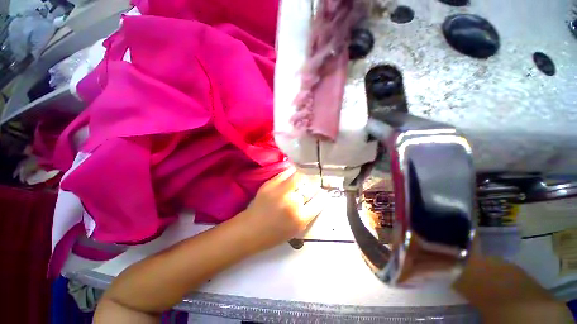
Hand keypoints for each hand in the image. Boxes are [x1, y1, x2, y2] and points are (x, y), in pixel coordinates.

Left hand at [239, 168, 326, 251]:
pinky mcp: (270, 184)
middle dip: (313, 185)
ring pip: (299, 176)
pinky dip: (291, 172)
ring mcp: (280, 191)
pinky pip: (286, 173)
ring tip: (302, 178)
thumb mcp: (296, 230)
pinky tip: (292, 174)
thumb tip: (317, 199)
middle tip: (311, 186)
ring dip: (303, 176)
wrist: (250, 229)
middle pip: (310, 187)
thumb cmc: (274, 234)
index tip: (321, 194)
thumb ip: (308, 214)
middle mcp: (292, 203)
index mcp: (300, 218)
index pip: (319, 201)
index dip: (322, 196)